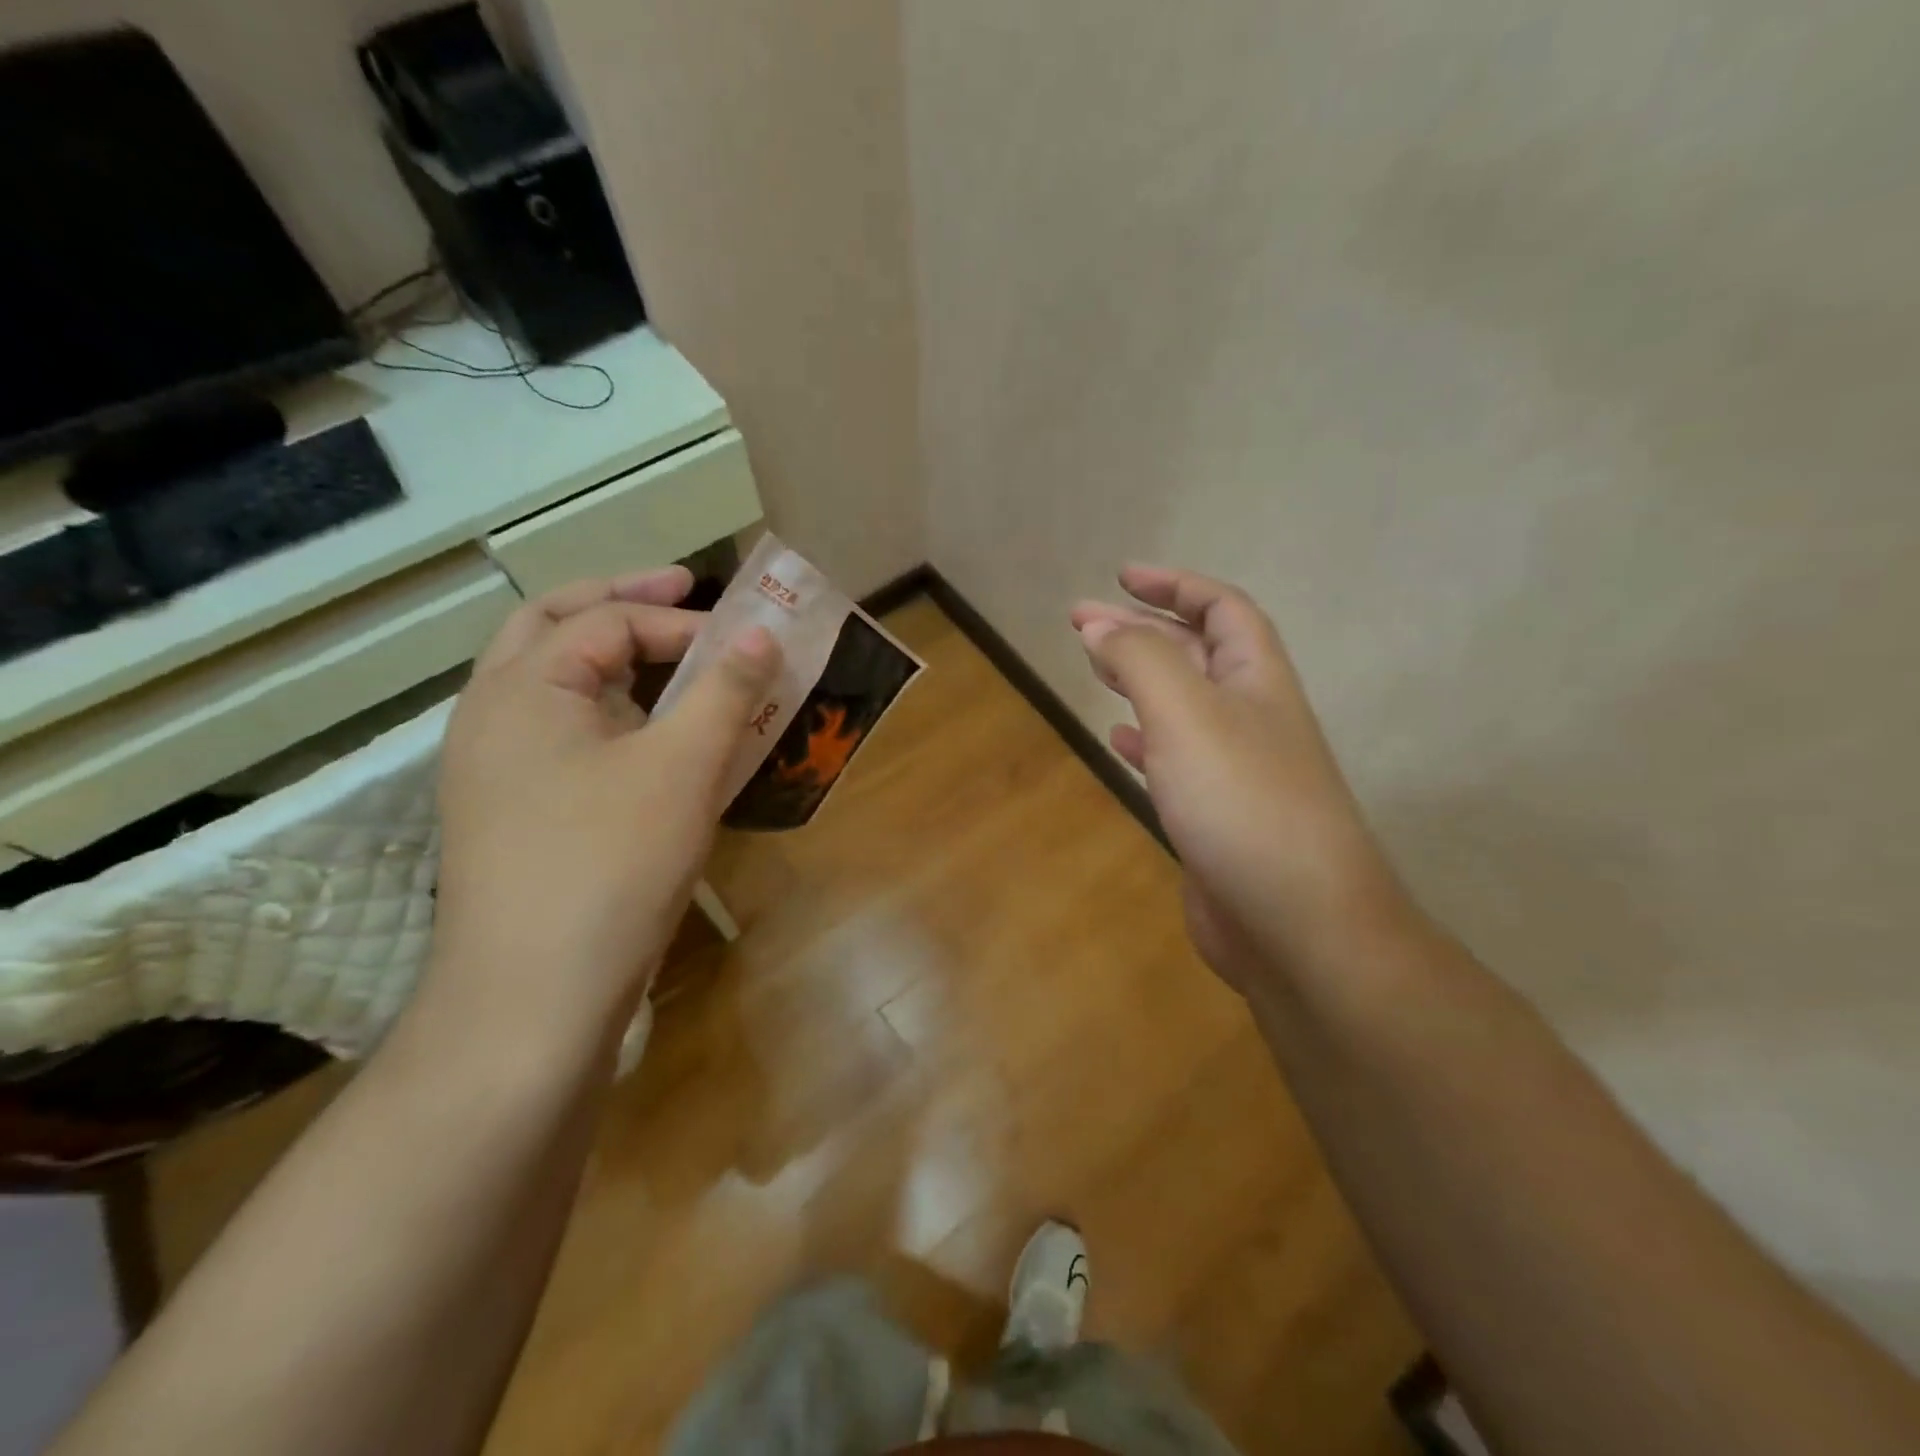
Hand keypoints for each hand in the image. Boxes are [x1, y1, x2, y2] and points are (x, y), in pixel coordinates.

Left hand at [425, 567, 778, 1044]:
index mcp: (523, 689)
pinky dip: (611, 713)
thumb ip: (724, 691)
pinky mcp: (517, 814)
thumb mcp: (683, 767)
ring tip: (673, 658)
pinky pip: (565, 736)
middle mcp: (494, 716)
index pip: (605, 620)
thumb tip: (761, 636)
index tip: (743, 641)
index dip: (680, 620)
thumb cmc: (610, 864)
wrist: (535, 998)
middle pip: (554, 629)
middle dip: (623, 602)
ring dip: (613, 658)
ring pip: (556, 686)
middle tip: (683, 588)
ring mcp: (497, 770)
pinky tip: (653, 739)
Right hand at [1072, 565, 1411, 995]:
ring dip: (1139, 680)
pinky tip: (1117, 739)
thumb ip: (1141, 660)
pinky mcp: (1215, 816)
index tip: (1120, 578)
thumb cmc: (1244, 802)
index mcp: (1256, 679)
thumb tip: (1100, 626)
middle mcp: (1251, 716)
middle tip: (1082, 623)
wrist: (1297, 924)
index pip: (1222, 609)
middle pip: (1197, 653)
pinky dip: (1143, 740)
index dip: (1174, 585)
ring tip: (1094, 667)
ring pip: (1182, 706)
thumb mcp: (1187, 713)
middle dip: (1142, 630)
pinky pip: (1174, 760)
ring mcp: (1235, 769)